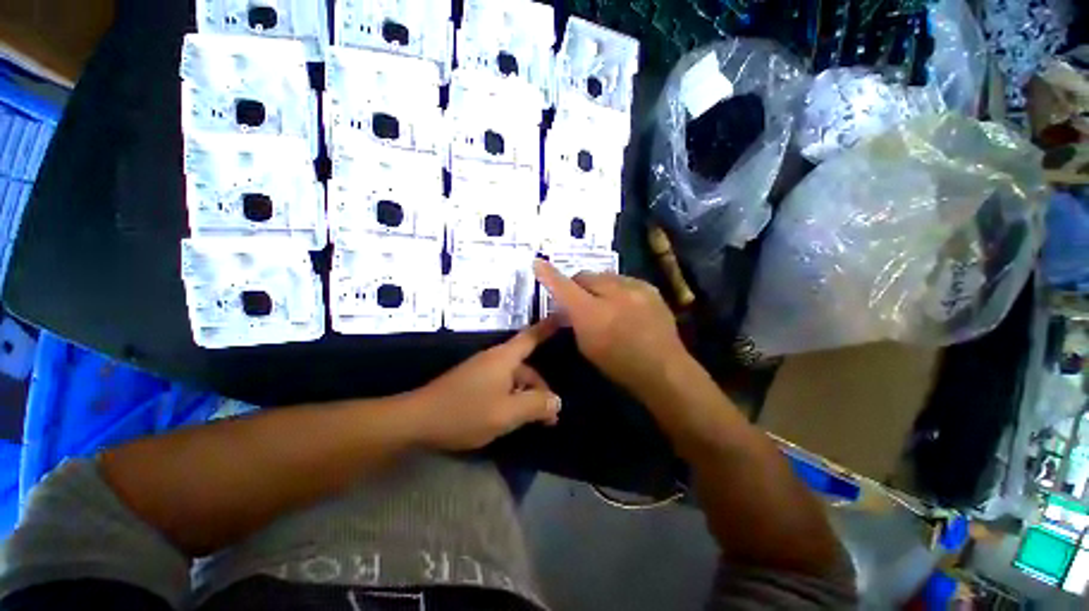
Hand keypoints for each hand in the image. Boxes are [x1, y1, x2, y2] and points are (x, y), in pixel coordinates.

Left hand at [412, 319, 562, 450]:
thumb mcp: (507, 413)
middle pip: (526, 367)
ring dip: (527, 399)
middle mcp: (492, 361)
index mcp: (503, 359)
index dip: (550, 327)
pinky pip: (499, 389)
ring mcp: (478, 374)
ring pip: (513, 382)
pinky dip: (511, 402)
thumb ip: (536, 405)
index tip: (567, 314)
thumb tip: (557, 401)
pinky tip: (512, 421)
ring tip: (536, 423)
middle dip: (542, 389)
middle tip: (552, 418)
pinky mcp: (469, 388)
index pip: (532, 337)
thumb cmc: (465, 413)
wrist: (418, 420)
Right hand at [533, 259, 688, 399]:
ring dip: (600, 286)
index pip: (563, 286)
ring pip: (607, 276)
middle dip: (578, 285)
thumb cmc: (620, 367)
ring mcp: (634, 287)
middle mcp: (612, 292)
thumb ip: (575, 322)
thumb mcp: (588, 347)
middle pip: (586, 276)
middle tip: (577, 299)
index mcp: (590, 313)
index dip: (548, 275)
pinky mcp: (650, 288)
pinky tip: (625, 305)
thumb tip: (568, 309)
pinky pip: (626, 282)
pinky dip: (620, 290)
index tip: (537, 263)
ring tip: (603, 302)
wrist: (664, 368)